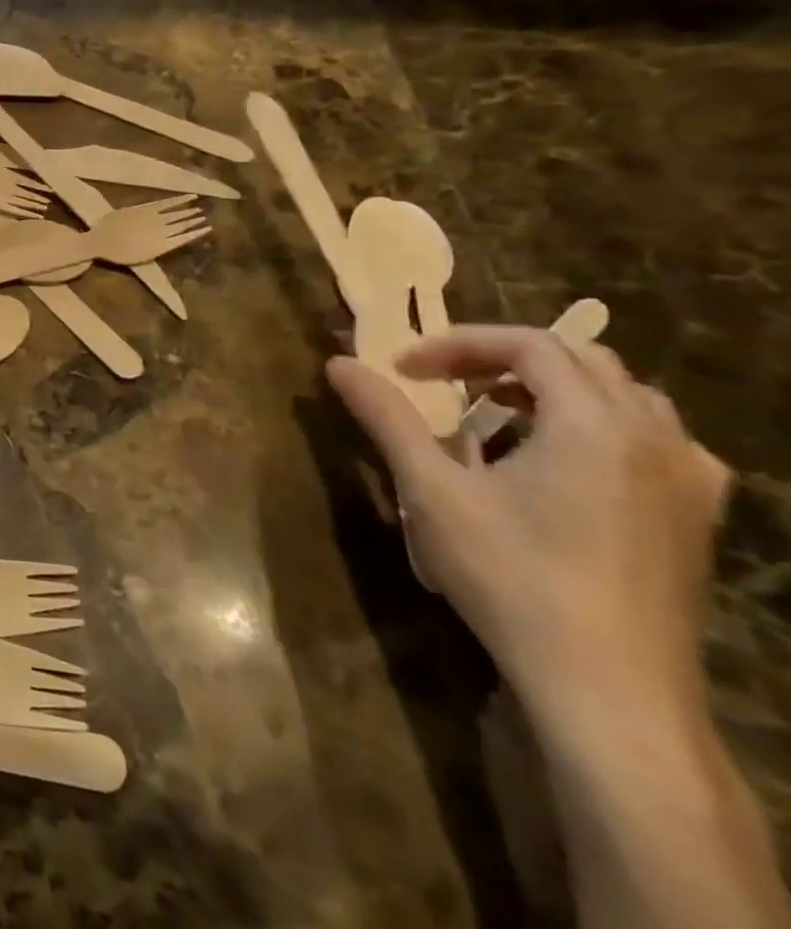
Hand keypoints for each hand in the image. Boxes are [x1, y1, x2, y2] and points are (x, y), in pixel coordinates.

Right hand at [329, 328, 730, 728]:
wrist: (609, 689)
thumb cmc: (512, 576)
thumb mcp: (432, 490)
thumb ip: (386, 417)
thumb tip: (338, 363)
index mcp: (595, 424)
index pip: (530, 344)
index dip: (459, 344)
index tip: (405, 368)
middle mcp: (656, 439)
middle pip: (582, 360)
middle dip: (504, 358)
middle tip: (444, 380)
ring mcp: (688, 481)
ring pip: (624, 397)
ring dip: (553, 389)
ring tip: (495, 414)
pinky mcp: (696, 519)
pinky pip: (654, 441)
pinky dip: (599, 426)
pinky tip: (562, 461)